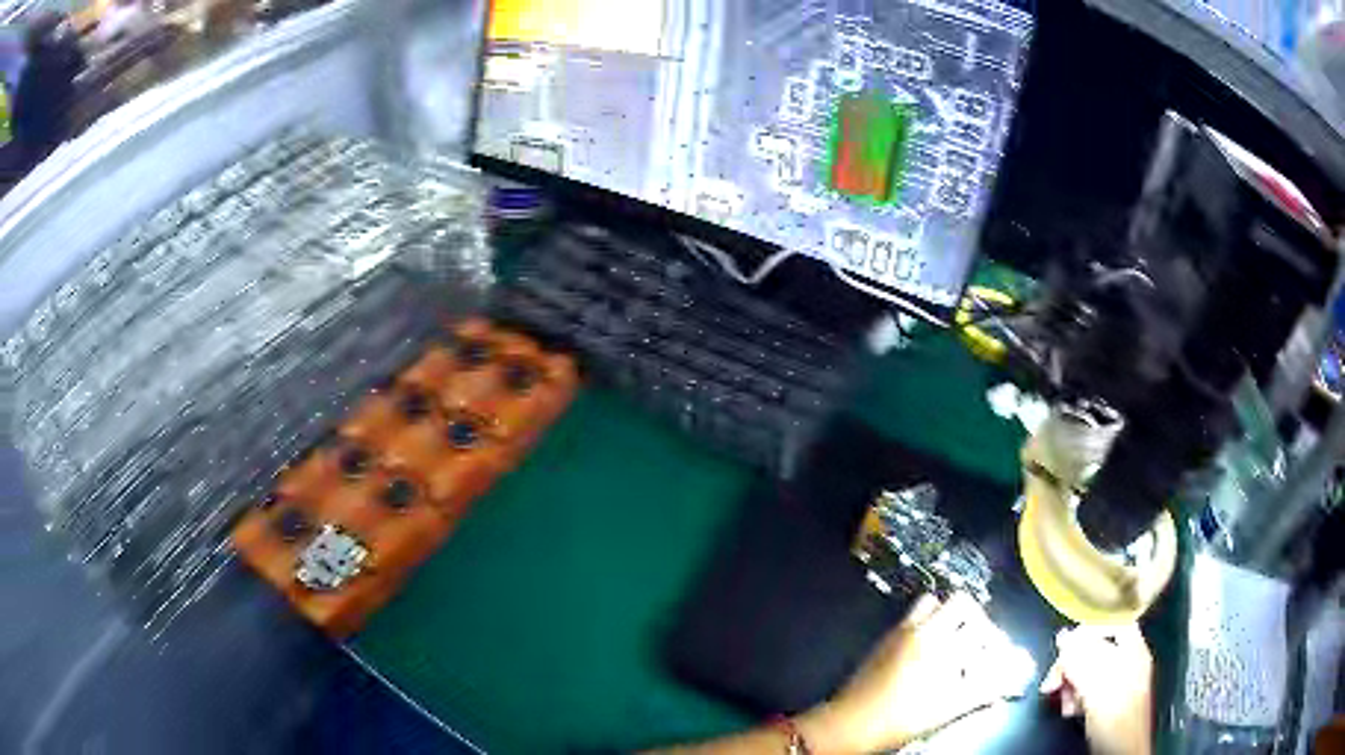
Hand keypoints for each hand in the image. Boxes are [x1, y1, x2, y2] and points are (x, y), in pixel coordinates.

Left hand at [798, 593, 1035, 753]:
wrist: (850, 723)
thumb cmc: (901, 719)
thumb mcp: (948, 709)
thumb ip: (983, 691)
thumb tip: (1011, 680)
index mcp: (939, 643)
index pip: (979, 623)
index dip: (993, 637)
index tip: (996, 653)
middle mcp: (922, 629)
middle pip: (959, 602)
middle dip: (975, 618)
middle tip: (978, 642)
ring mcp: (900, 632)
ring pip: (932, 604)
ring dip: (948, 616)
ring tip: (954, 642)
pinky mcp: (884, 640)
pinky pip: (912, 618)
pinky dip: (927, 625)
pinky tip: (928, 652)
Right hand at [1039, 623, 1152, 754]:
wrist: (1122, 750)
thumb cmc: (1114, 713)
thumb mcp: (1095, 683)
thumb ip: (1080, 657)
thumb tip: (1063, 637)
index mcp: (1132, 647)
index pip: (1108, 624)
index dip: (1083, 633)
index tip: (1060, 651)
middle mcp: (1129, 660)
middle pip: (1096, 649)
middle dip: (1071, 664)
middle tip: (1053, 683)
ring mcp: (1121, 682)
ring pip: (1090, 671)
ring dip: (1071, 684)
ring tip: (1062, 701)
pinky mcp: (1111, 702)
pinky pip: (1091, 689)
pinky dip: (1077, 697)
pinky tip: (1071, 710)